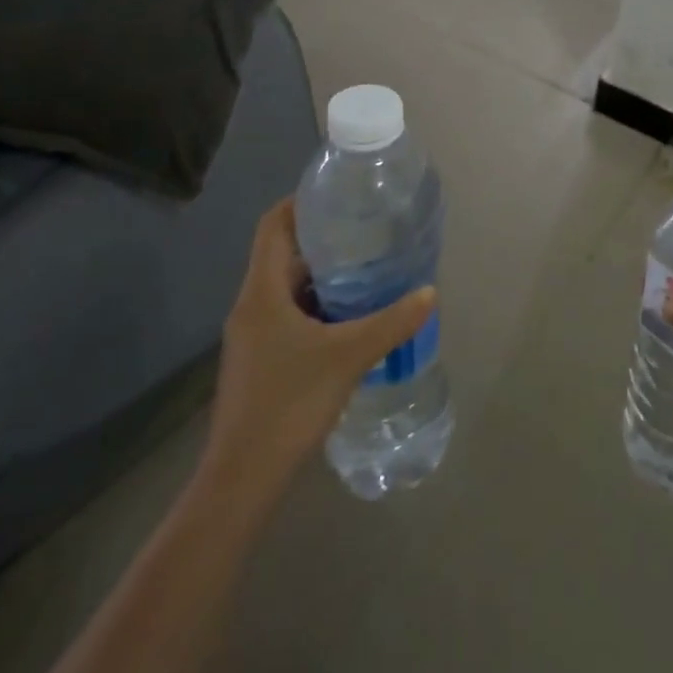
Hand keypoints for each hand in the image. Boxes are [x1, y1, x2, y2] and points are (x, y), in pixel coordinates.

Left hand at [200, 199, 434, 483]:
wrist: (242, 479)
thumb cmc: (288, 404)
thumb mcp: (349, 357)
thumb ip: (392, 322)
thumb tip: (430, 292)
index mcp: (261, 292)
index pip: (272, 225)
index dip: (299, 202)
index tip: (337, 193)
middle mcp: (251, 306)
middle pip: (282, 254)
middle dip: (323, 239)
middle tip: (367, 229)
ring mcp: (253, 335)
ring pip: (288, 287)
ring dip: (322, 275)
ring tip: (367, 268)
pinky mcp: (260, 360)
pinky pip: (290, 315)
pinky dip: (318, 306)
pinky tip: (351, 317)